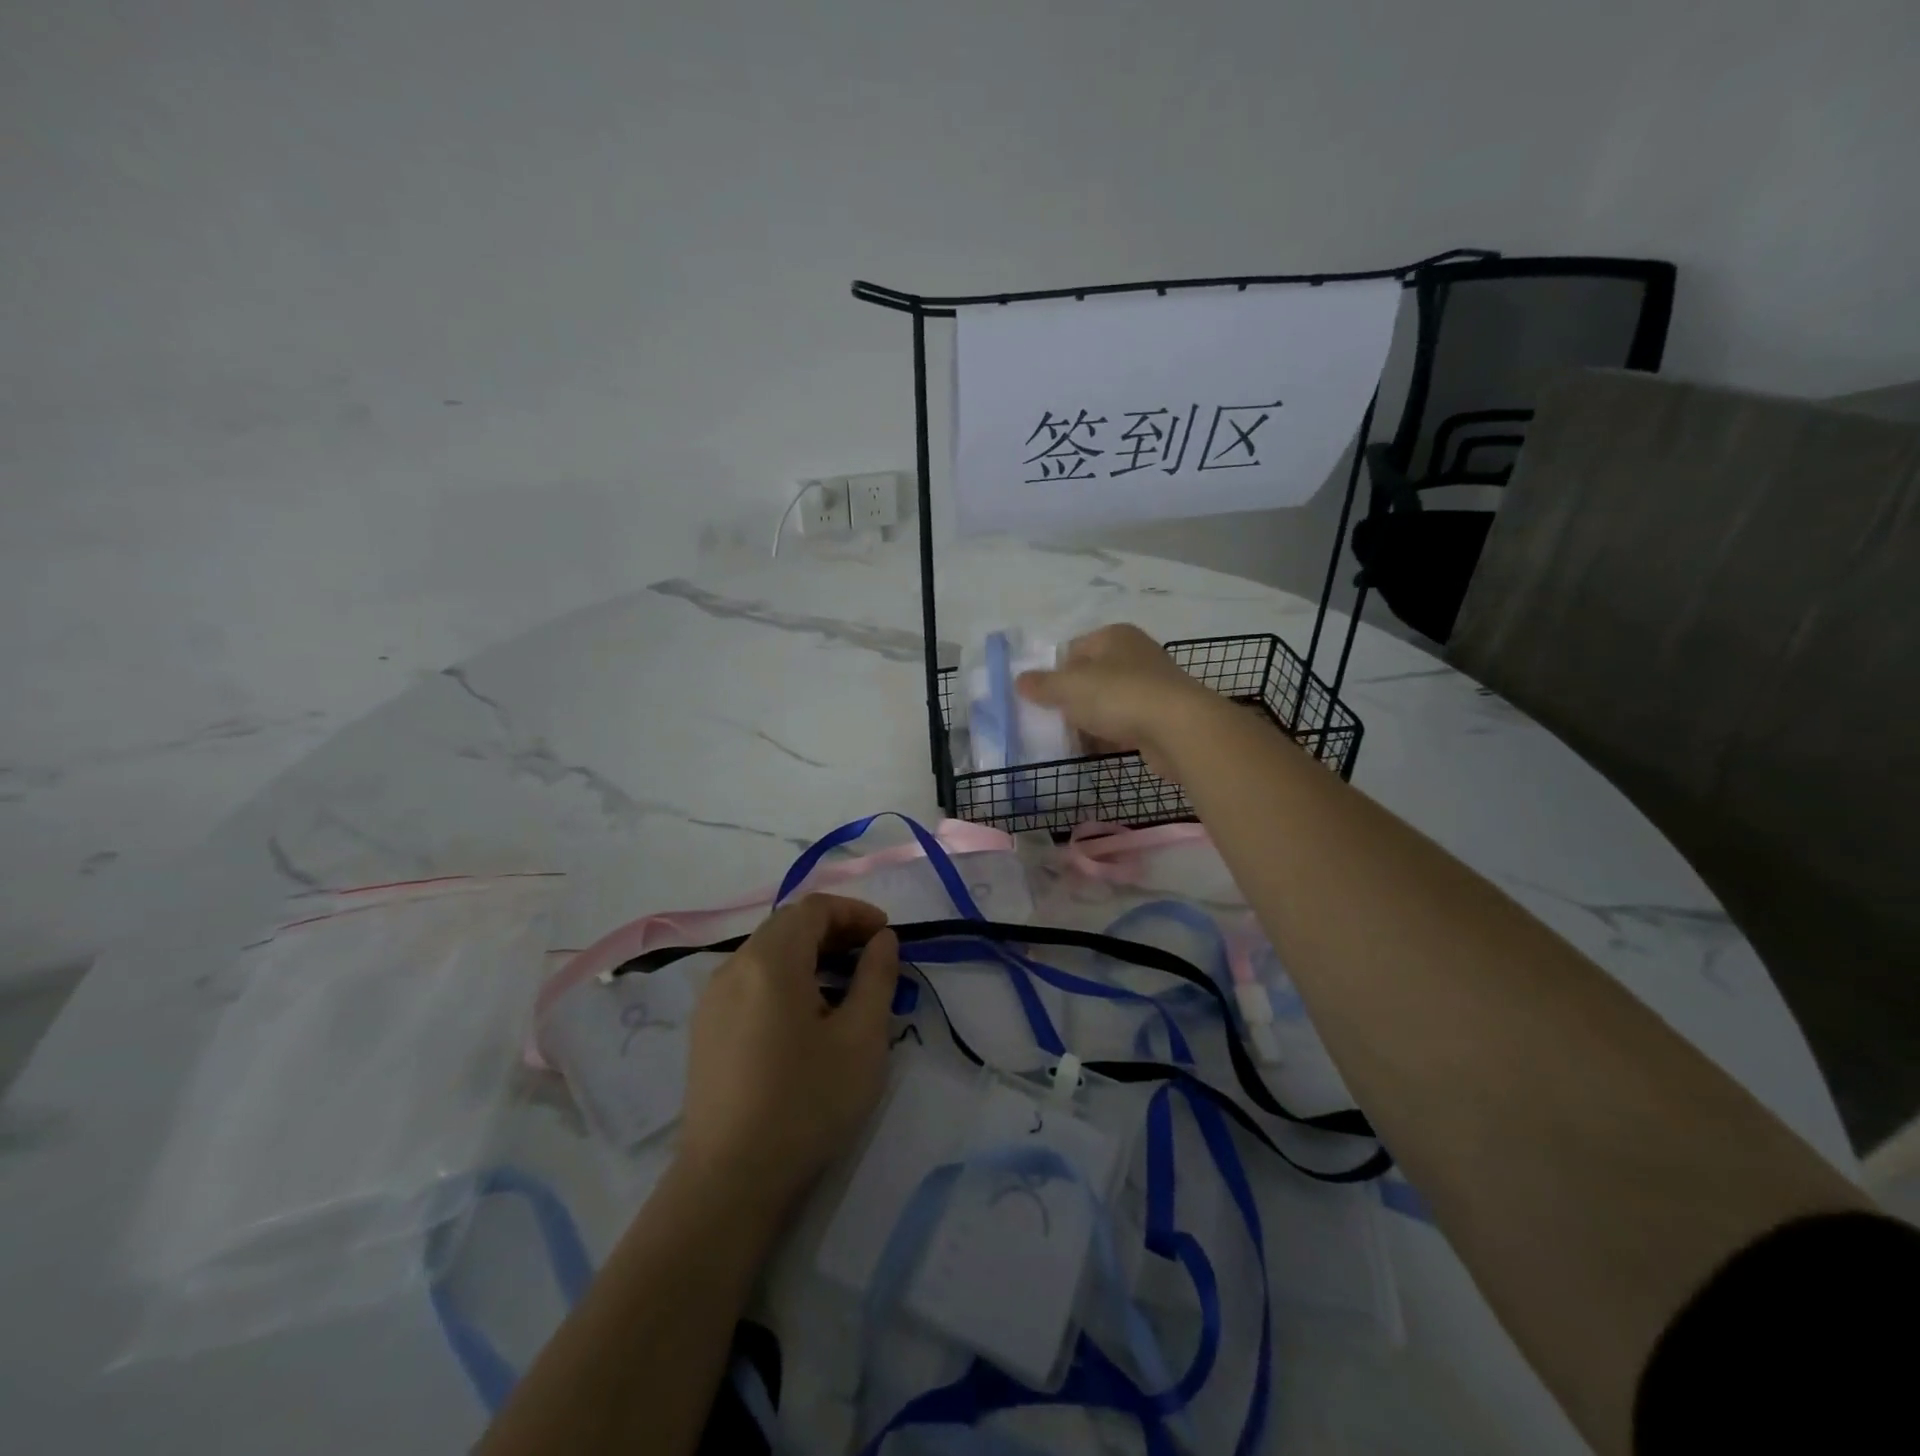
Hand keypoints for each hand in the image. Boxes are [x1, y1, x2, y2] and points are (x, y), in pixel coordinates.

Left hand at [679, 894, 900, 1207]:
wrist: (729, 1182)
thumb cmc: (806, 1104)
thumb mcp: (861, 1039)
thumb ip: (876, 977)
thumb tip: (881, 940)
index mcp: (770, 962)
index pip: (813, 909)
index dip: (854, 912)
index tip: (886, 935)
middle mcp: (733, 968)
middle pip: (787, 925)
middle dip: (833, 931)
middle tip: (870, 956)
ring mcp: (712, 999)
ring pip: (767, 953)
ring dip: (809, 954)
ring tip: (843, 986)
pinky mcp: (705, 1029)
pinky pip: (750, 981)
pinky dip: (784, 978)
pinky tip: (805, 1016)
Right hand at [1016, 623, 1222, 778]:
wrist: (1179, 728)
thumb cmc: (1119, 695)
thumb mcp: (1070, 687)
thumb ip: (1042, 684)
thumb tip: (1019, 680)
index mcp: (1114, 636)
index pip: (1074, 649)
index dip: (1054, 672)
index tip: (1041, 697)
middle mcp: (1135, 654)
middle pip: (1091, 676)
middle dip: (1071, 699)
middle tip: (1052, 719)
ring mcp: (1152, 685)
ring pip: (1108, 701)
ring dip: (1090, 719)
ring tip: (1070, 738)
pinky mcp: (1161, 716)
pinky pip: (1125, 723)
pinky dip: (1109, 734)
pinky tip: (1095, 749)